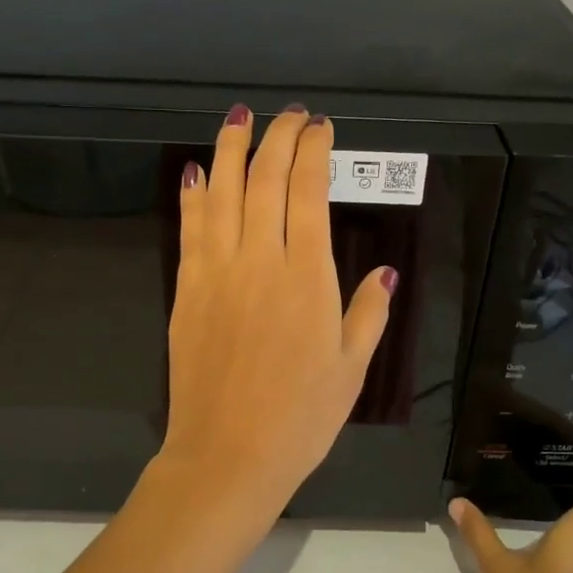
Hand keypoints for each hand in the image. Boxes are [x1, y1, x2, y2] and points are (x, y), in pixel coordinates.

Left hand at [155, 103, 394, 530]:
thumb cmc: (300, 418)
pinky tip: (198, 173)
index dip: (313, 152)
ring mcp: (216, 272)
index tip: (320, 129)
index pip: (307, 193)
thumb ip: (368, 312)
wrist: (227, 456)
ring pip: (223, 193)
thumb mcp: (351, 369)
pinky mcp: (187, 290)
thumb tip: (385, 270)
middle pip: (265, 180)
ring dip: (231, 149)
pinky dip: (195, 195)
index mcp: (307, 278)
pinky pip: (190, 229)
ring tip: (240, 118)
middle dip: (277, 137)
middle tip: (289, 116)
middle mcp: (259, 261)